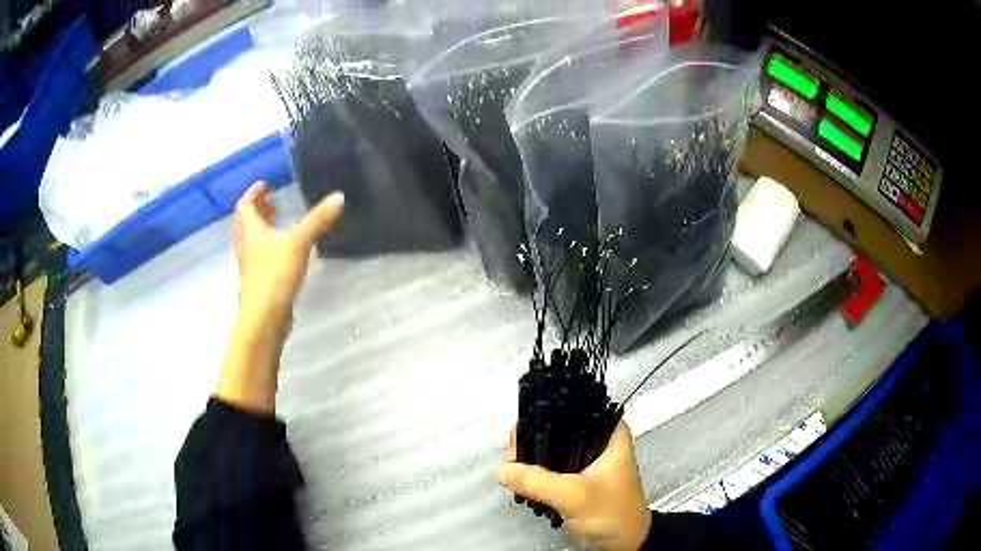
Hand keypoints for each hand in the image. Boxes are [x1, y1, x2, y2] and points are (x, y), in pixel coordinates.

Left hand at [218, 182, 342, 413]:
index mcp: (251, 232)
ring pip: (254, 241)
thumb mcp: (298, 243)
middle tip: (271, 199)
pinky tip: (286, 250)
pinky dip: (270, 246)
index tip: (265, 184)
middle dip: (259, 209)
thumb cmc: (274, 275)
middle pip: (247, 223)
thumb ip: (318, 220)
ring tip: (278, 220)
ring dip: (263, 228)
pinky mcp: (261, 282)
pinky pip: (262, 257)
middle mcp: (248, 246)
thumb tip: (339, 196)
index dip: (253, 193)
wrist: (264, 318)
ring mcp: (252, 266)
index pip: (245, 205)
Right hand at [496, 422, 651, 550]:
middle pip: (556, 427)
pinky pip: (550, 466)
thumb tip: (501, 470)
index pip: (571, 407)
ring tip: (515, 474)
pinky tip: (522, 481)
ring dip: (530, 459)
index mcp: (608, 431)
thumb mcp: (574, 495)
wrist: (623, 543)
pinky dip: (535, 472)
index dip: (543, 415)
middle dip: (531, 442)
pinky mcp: (577, 475)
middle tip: (514, 461)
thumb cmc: (611, 513)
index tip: (521, 438)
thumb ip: (537, 481)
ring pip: (550, 448)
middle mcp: (598, 439)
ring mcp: (586, 458)